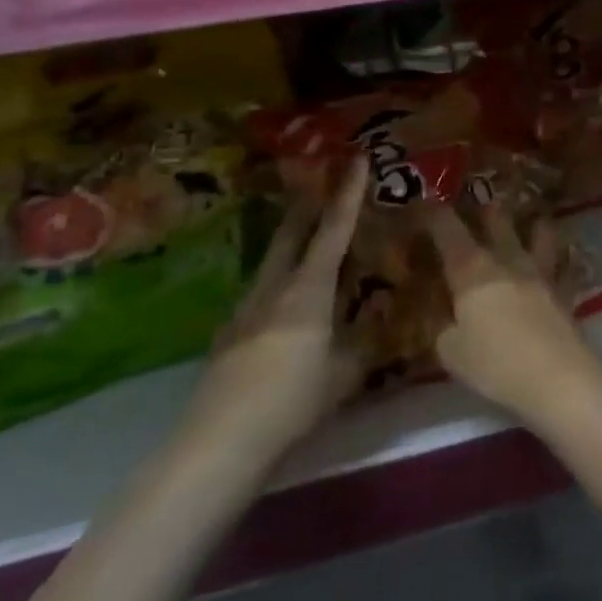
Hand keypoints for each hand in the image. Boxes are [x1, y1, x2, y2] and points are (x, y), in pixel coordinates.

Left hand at [180, 158, 368, 465]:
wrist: (221, 441)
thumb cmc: (293, 400)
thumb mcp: (346, 373)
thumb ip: (365, 342)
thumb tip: (381, 321)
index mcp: (308, 289)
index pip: (333, 230)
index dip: (348, 194)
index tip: (355, 159)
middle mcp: (275, 287)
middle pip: (291, 233)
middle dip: (309, 205)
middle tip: (322, 181)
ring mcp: (246, 309)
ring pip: (273, 261)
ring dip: (291, 241)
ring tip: (309, 239)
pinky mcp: (230, 334)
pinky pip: (262, 291)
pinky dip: (280, 280)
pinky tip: (286, 302)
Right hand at [423, 202, 601, 426]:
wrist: (557, 377)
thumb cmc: (495, 363)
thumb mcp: (451, 353)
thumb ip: (444, 330)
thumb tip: (447, 321)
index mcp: (472, 271)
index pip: (448, 231)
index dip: (434, 214)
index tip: (425, 202)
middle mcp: (507, 261)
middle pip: (497, 221)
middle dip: (485, 208)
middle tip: (479, 201)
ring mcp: (540, 273)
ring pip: (539, 234)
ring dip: (532, 223)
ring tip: (531, 219)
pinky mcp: (564, 292)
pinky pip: (563, 267)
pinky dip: (562, 260)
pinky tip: (563, 260)